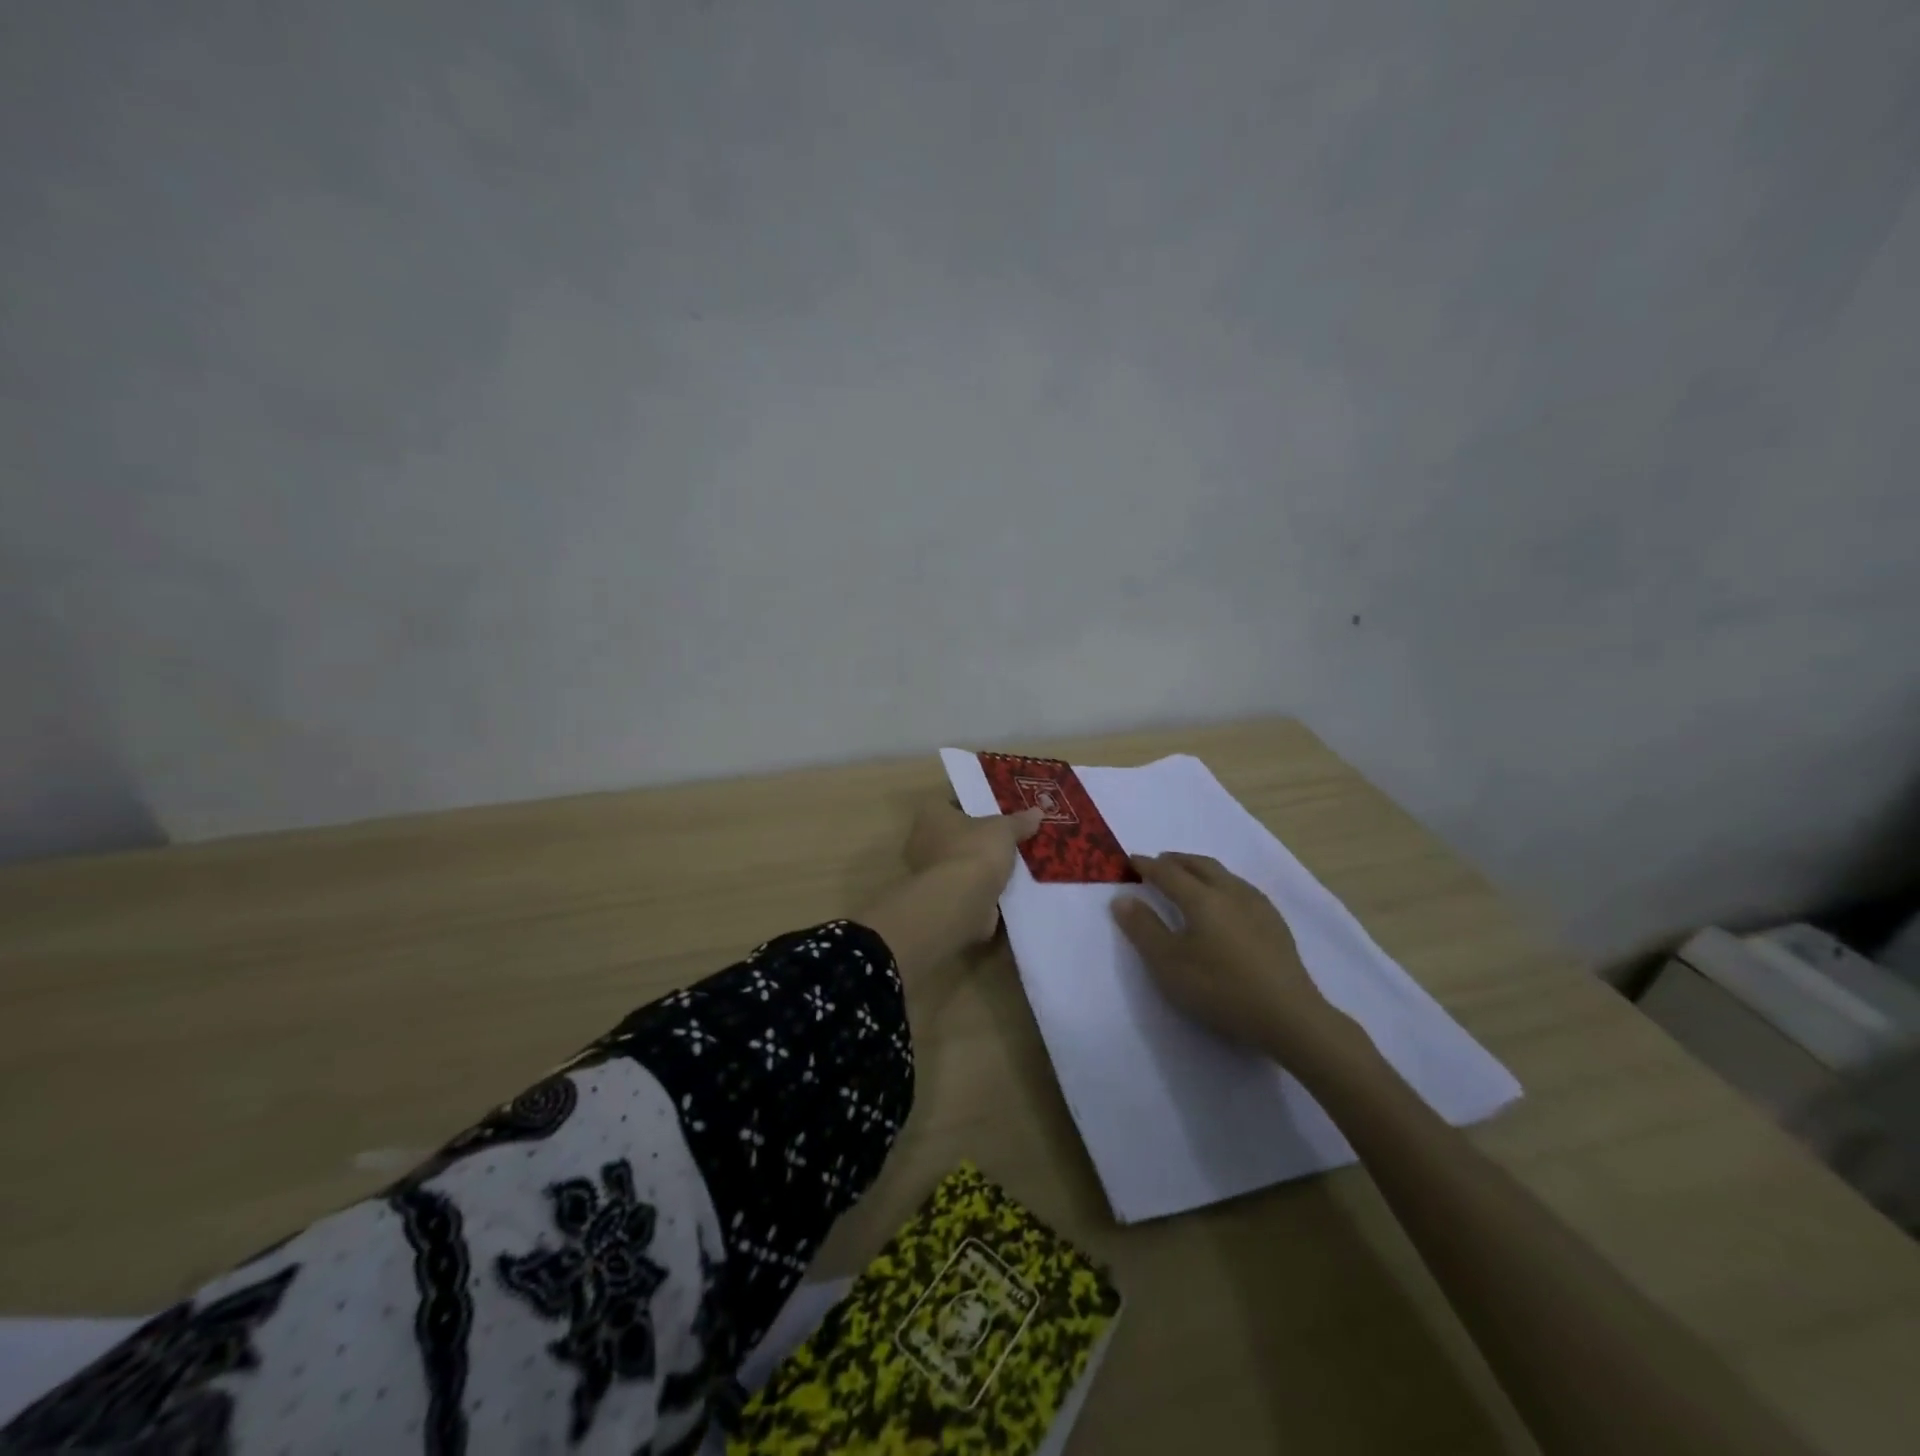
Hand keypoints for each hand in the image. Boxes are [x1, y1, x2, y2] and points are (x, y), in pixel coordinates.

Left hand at [903, 797, 1042, 941]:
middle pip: (953, 834)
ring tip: (1008, 863)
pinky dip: (981, 889)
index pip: (946, 803)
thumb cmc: (975, 850)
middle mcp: (922, 842)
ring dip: (978, 865)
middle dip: (976, 837)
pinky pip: (965, 888)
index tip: (990, 808)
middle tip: (1003, 836)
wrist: (962, 901)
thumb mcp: (1003, 829)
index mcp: (930, 816)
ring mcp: (930, 874)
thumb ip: (1018, 822)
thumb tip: (1037, 812)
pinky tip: (1004, 888)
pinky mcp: (942, 899)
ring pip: (959, 863)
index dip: (968, 804)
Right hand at [1112, 852, 1343, 1064]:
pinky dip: (1222, 885)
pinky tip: (1225, 904)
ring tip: (1189, 879)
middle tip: (1159, 863)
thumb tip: (1122, 898)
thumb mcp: (1168, 963)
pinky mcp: (1276, 924)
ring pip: (1224, 875)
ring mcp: (1258, 906)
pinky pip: (1241, 889)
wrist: (1288, 1016)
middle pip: (1200, 865)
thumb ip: (1143, 928)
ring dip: (1201, 870)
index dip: (1147, 866)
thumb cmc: (1220, 988)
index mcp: (1201, 898)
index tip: (1130, 861)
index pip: (1168, 872)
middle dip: (1176, 861)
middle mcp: (1230, 892)